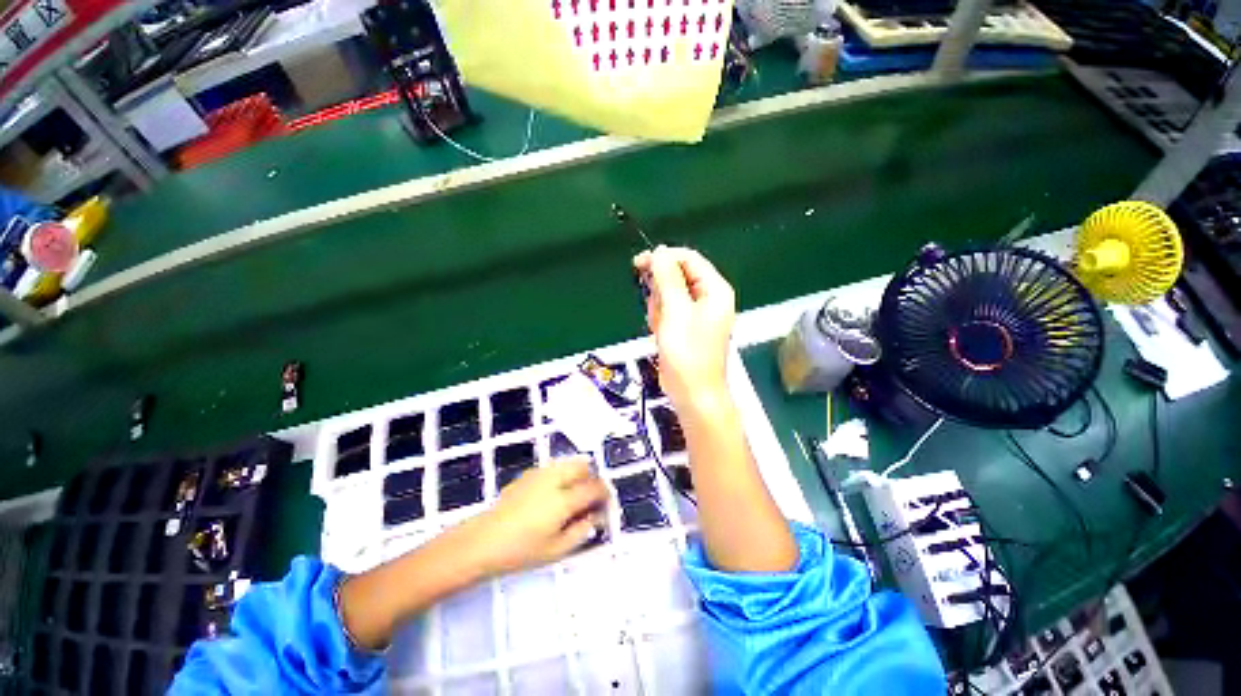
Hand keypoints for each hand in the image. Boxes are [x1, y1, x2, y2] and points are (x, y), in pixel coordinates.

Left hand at [465, 456, 608, 577]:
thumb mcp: (556, 550)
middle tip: (590, 500)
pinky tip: (555, 494)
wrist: (482, 542)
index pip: (594, 488)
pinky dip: (563, 474)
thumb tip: (595, 516)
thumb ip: (582, 531)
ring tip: (574, 495)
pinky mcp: (529, 474)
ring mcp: (540, 473)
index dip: (605, 494)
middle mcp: (554, 480)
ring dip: (579, 474)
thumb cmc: (520, 551)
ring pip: (569, 463)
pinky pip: (555, 467)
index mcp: (563, 500)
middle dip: (592, 479)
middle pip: (583, 467)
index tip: (606, 505)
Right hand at [634, 246, 735, 410]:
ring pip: (668, 294)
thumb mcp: (676, 311)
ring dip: (658, 308)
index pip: (688, 259)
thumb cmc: (688, 353)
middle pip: (677, 276)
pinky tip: (661, 334)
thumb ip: (667, 278)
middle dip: (661, 291)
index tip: (639, 264)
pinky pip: (667, 311)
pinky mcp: (685, 325)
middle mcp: (708, 298)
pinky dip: (660, 320)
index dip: (663, 258)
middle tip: (656, 310)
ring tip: (661, 327)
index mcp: (714, 290)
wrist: (692, 392)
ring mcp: (696, 313)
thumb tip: (660, 251)